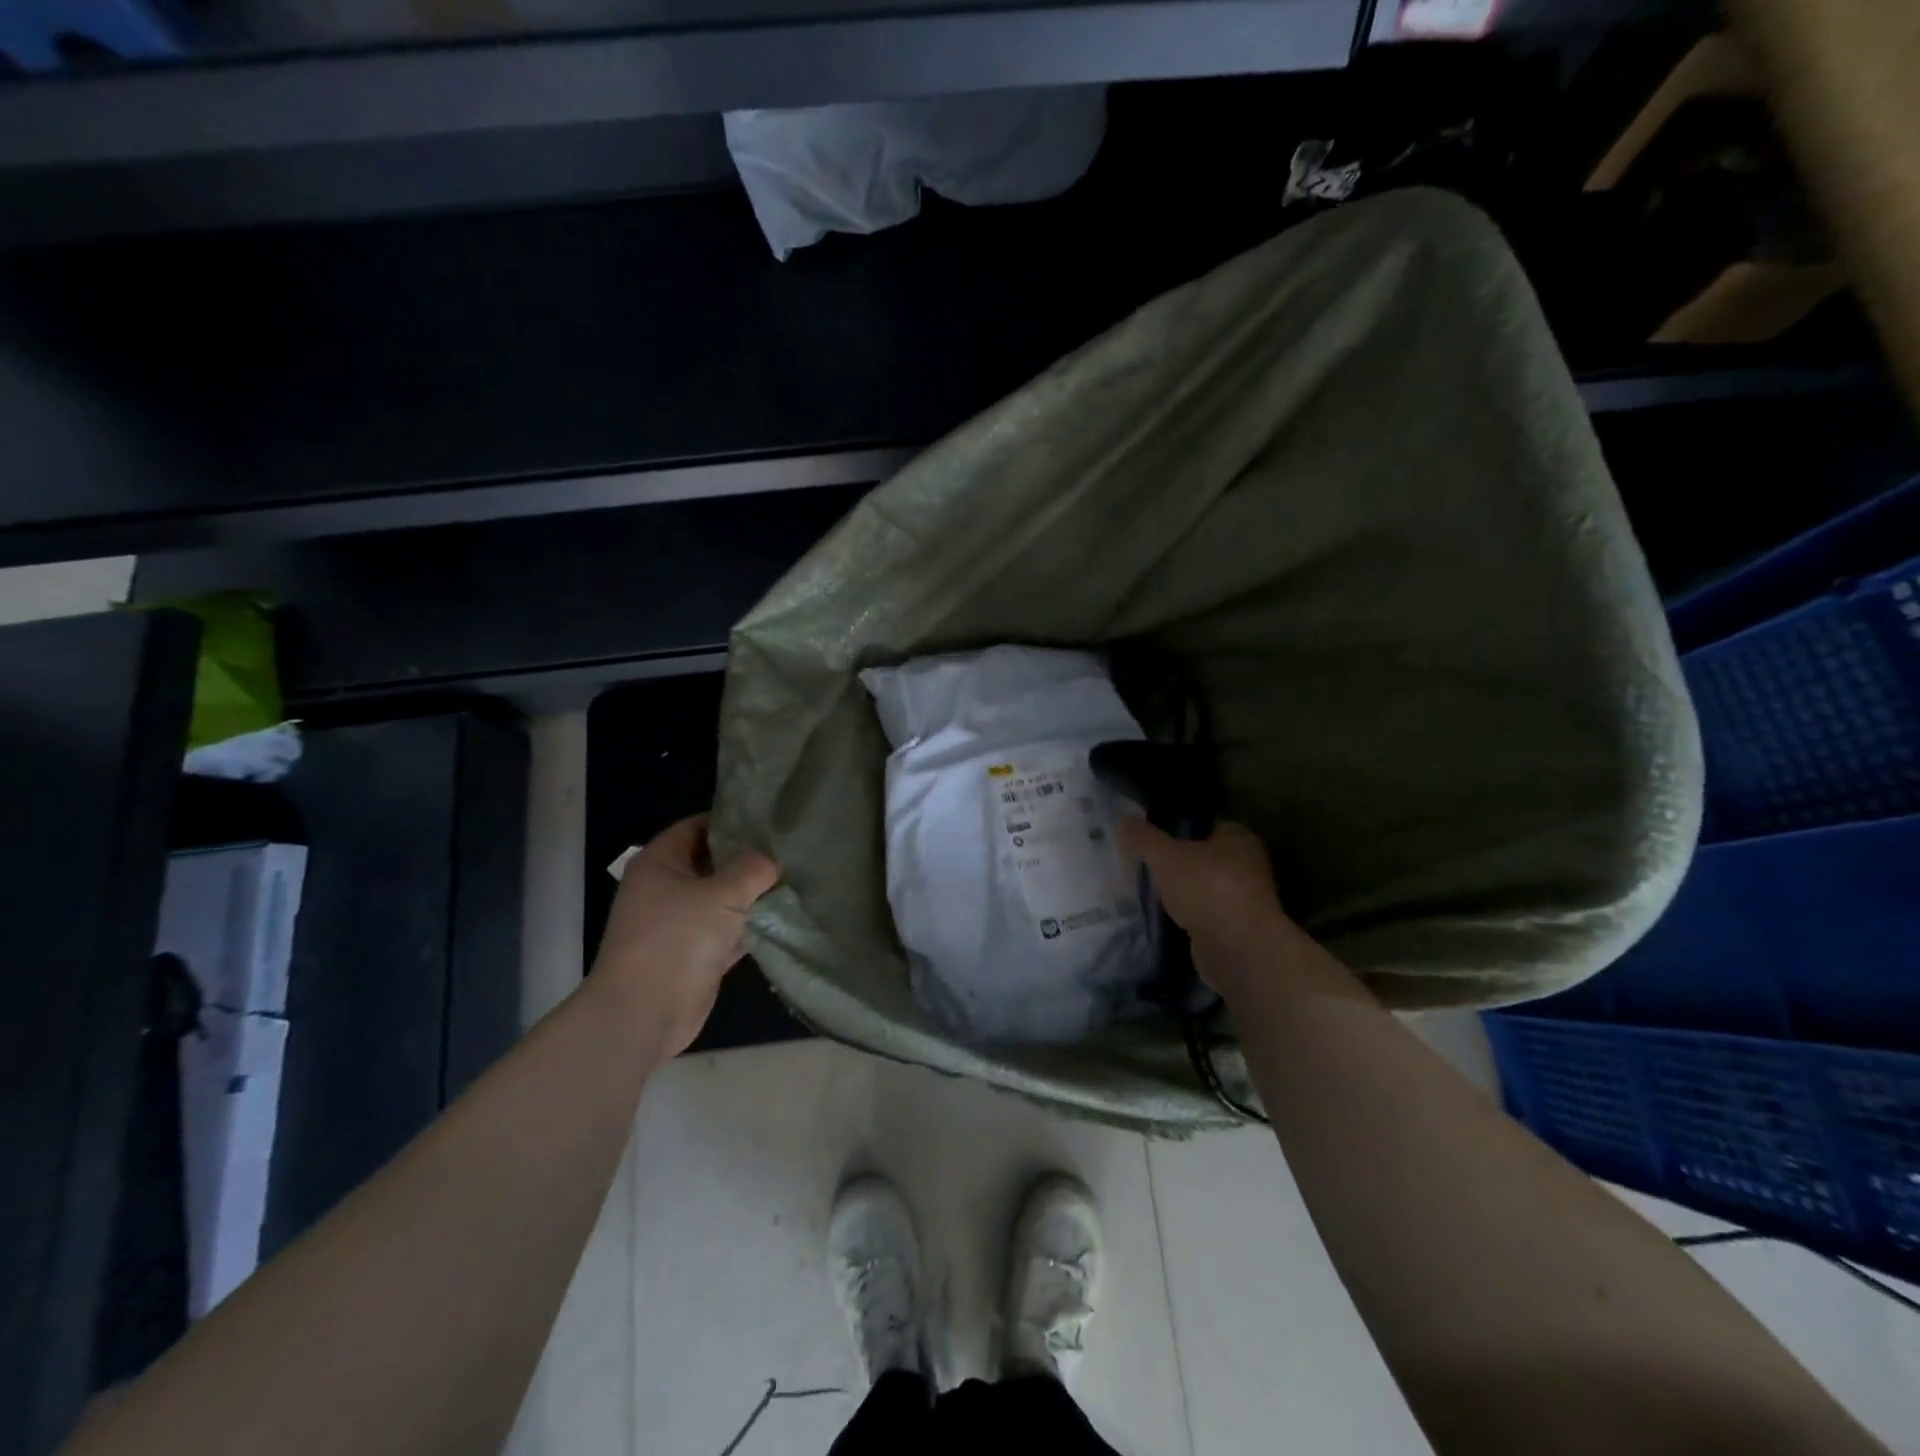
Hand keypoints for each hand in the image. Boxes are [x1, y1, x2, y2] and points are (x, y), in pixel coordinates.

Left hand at [590, 815, 779, 1057]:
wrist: (644, 1014)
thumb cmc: (677, 939)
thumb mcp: (723, 894)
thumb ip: (754, 868)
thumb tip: (775, 855)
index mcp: (660, 862)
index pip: (697, 826)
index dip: (731, 820)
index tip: (769, 818)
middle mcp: (665, 887)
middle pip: (712, 861)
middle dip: (748, 857)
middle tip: (790, 848)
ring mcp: (679, 923)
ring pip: (722, 898)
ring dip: (752, 894)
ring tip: (795, 877)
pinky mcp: (694, 953)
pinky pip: (727, 930)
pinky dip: (750, 925)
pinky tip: (784, 917)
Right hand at [1118, 818, 1300, 1002]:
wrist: (1237, 948)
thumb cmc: (1207, 887)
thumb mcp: (1166, 856)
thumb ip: (1144, 838)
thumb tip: (1123, 820)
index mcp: (1239, 837)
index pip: (1207, 823)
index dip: (1180, 826)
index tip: (1153, 834)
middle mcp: (1248, 864)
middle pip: (1205, 856)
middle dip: (1178, 861)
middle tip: (1146, 862)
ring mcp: (1244, 899)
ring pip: (1204, 887)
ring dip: (1183, 890)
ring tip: (1150, 889)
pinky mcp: (1235, 928)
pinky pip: (1205, 913)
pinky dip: (1188, 914)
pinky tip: (1165, 916)